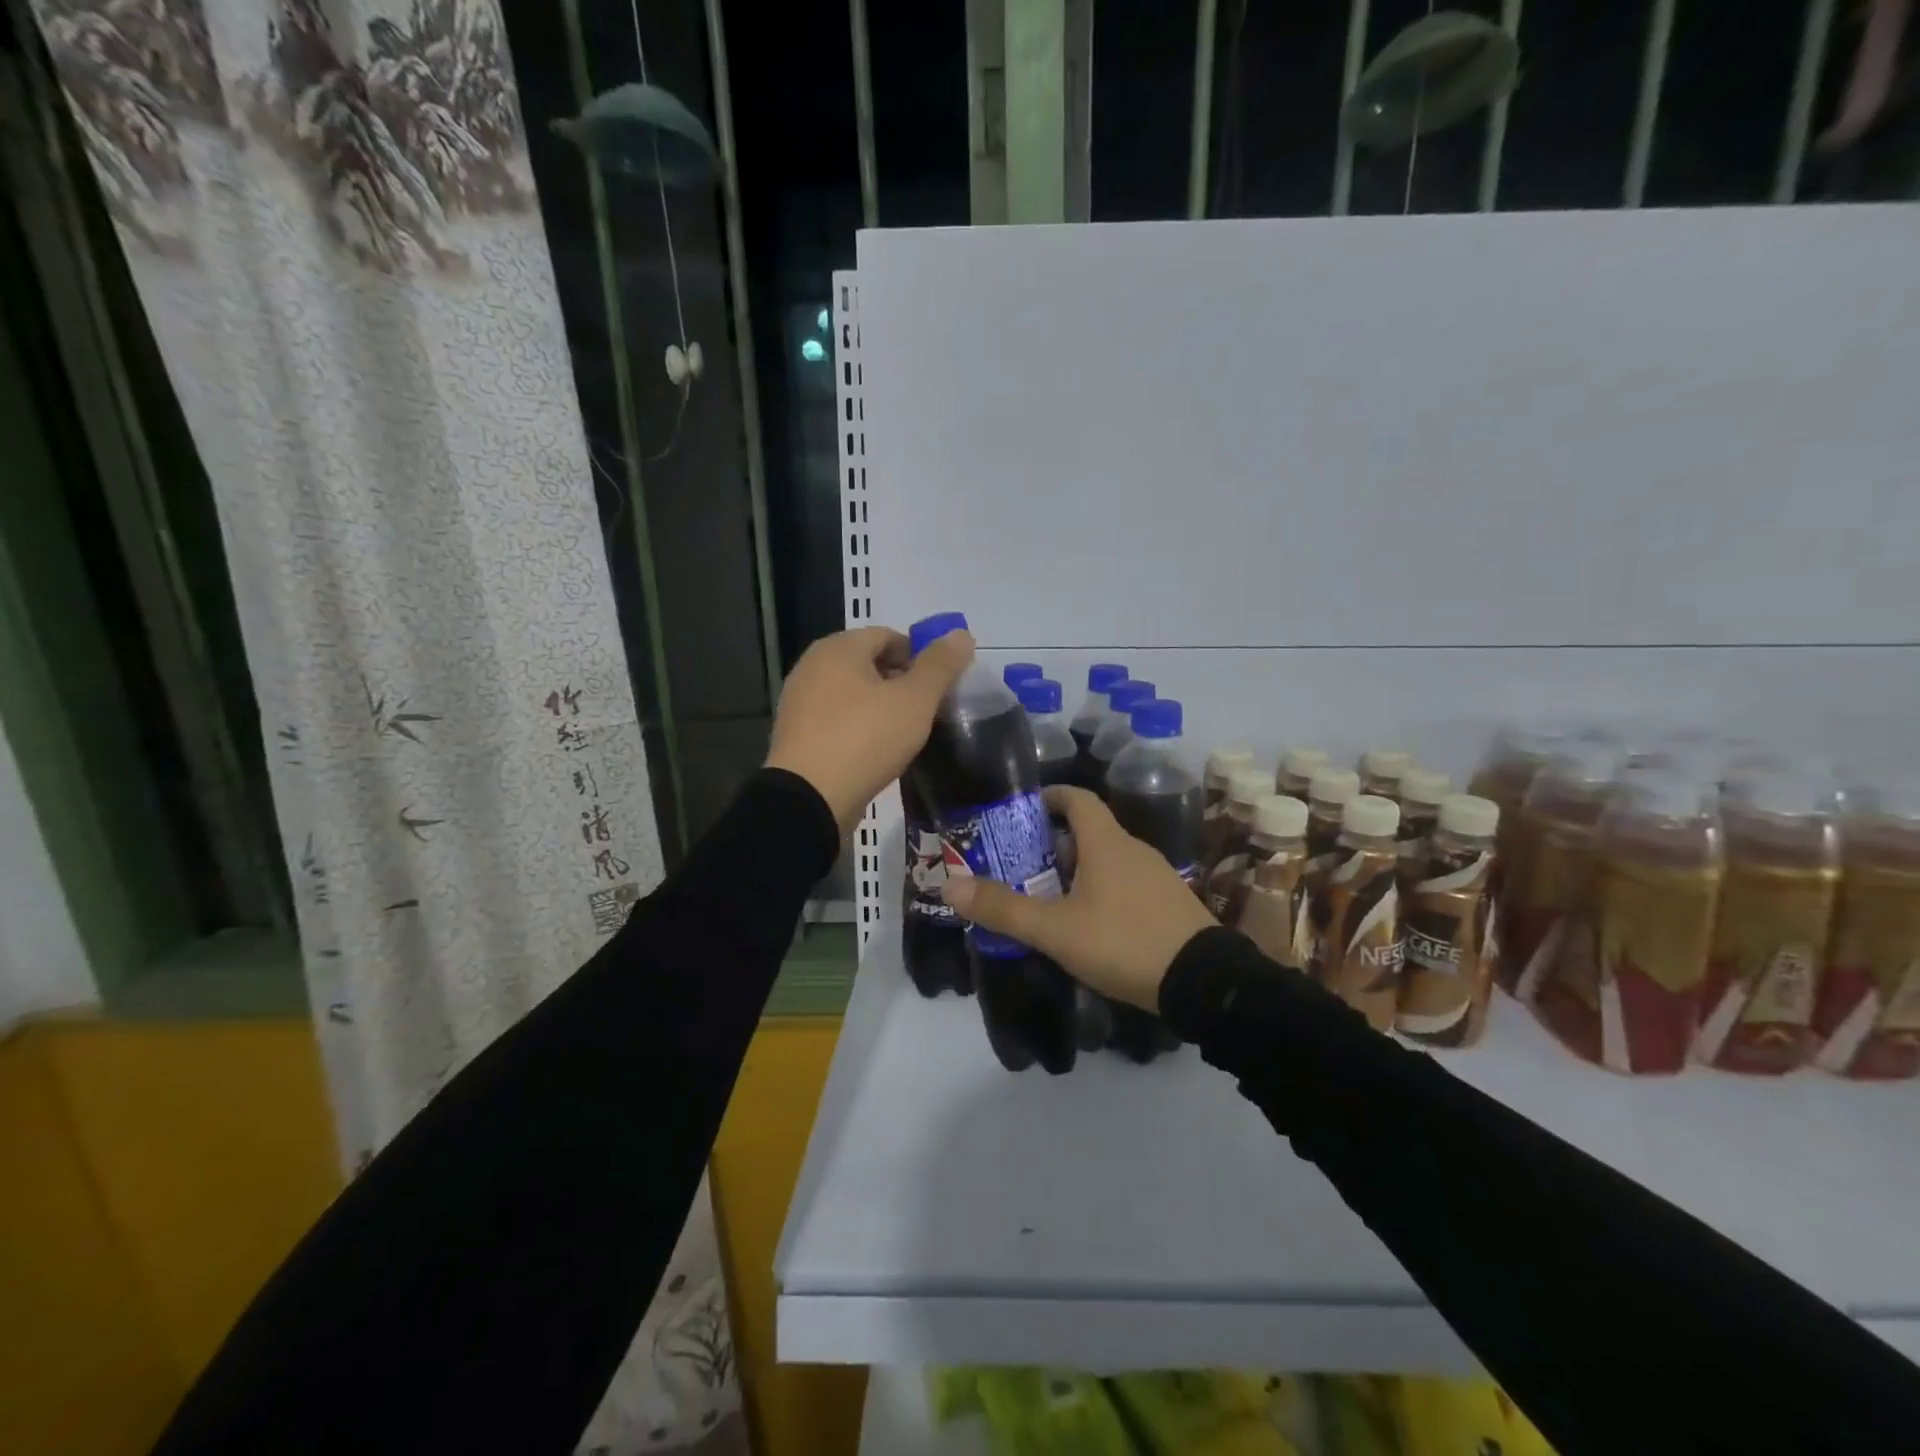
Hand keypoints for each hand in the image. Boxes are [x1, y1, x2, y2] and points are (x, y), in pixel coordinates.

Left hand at [765, 624, 973, 834]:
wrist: (809, 799)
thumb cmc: (865, 738)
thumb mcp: (915, 700)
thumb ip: (940, 666)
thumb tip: (962, 635)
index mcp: (838, 648)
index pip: (888, 636)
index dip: (920, 655)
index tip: (941, 684)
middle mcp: (812, 667)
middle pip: (869, 664)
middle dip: (902, 682)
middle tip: (930, 709)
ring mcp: (800, 703)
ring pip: (853, 694)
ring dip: (882, 707)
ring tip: (908, 733)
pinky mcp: (797, 736)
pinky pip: (838, 721)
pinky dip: (861, 728)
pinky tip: (879, 751)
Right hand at [942, 786, 1215, 1010]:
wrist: (1205, 983)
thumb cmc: (1124, 942)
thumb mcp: (1056, 930)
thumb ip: (1004, 909)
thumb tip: (950, 885)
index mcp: (1106, 843)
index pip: (1077, 798)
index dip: (1049, 797)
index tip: (1022, 811)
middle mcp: (1133, 849)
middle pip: (1089, 831)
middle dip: (1053, 842)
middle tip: (1020, 864)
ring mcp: (1156, 876)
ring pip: (1107, 859)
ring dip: (1076, 869)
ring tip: (1047, 896)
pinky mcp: (1169, 903)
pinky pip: (1126, 883)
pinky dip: (1101, 890)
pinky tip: (1088, 923)